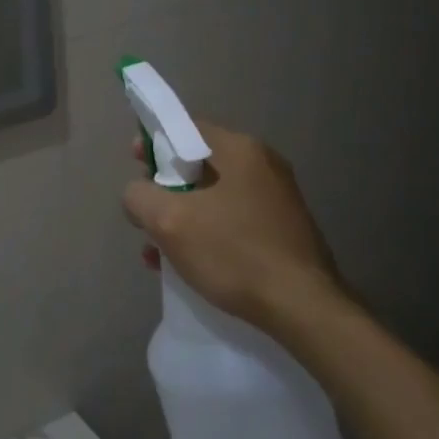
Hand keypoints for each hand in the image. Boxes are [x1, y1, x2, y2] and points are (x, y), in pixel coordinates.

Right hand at [122, 120, 340, 329]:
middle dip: (164, 187)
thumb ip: (139, 196)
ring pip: (211, 197)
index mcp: (239, 150)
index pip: (185, 128)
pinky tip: (185, 265)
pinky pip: (230, 221)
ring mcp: (276, 199)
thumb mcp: (168, 220)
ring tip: (157, 249)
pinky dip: (204, 234)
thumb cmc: (233, 253)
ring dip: (180, 217)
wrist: (303, 310)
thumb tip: (138, 195)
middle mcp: (263, 166)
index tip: (134, 166)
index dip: (153, 143)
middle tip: (145, 213)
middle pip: (197, 164)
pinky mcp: (282, 231)